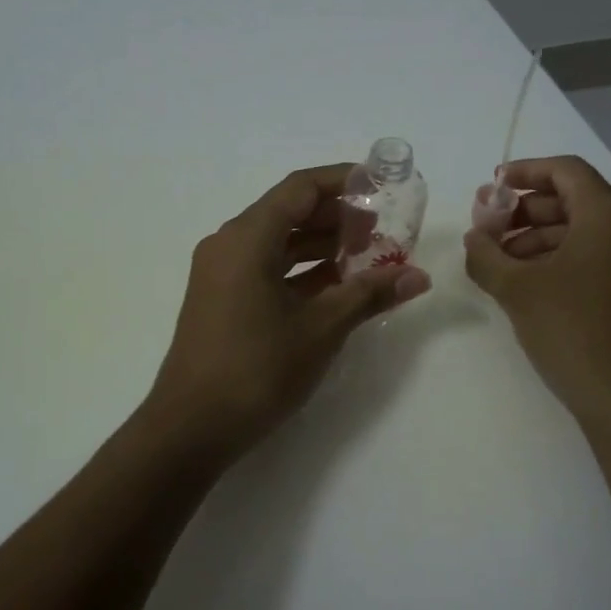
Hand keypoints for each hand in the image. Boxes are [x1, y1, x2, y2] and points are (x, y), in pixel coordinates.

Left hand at [145, 164, 431, 458]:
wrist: (192, 427)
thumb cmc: (257, 368)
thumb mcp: (321, 328)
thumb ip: (369, 294)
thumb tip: (418, 277)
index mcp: (247, 238)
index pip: (300, 188)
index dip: (343, 182)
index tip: (381, 186)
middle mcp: (229, 245)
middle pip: (289, 212)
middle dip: (338, 217)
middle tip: (384, 229)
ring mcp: (222, 274)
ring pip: (279, 243)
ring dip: (322, 246)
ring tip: (369, 257)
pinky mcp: (223, 300)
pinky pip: (267, 269)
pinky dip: (302, 272)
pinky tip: (338, 286)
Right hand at [463, 155, 610, 424]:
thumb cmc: (571, 329)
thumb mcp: (516, 288)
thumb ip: (486, 254)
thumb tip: (475, 239)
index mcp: (609, 214)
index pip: (565, 171)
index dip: (524, 172)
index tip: (492, 185)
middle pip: (573, 199)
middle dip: (524, 210)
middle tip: (487, 227)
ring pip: (582, 230)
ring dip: (537, 237)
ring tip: (498, 260)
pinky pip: (594, 254)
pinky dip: (559, 257)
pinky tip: (525, 280)